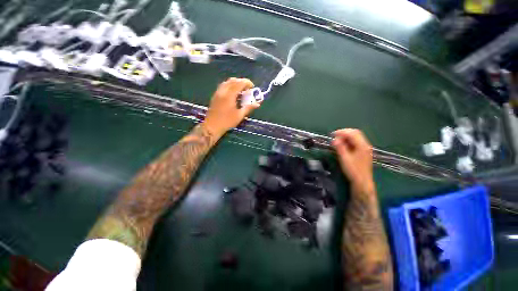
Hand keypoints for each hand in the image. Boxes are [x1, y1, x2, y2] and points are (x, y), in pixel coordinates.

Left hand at [202, 78, 258, 137]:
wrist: (212, 127)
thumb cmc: (227, 122)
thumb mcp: (239, 116)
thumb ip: (248, 108)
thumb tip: (257, 104)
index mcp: (229, 95)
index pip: (239, 83)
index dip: (247, 83)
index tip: (252, 87)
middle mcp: (223, 91)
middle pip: (233, 81)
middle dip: (241, 82)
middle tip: (248, 88)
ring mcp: (217, 93)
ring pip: (227, 82)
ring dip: (235, 83)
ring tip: (241, 90)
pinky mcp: (215, 96)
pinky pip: (223, 86)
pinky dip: (229, 86)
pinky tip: (233, 93)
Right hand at [332, 129, 374, 194]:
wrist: (362, 182)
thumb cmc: (353, 170)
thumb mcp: (344, 158)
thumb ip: (340, 147)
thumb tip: (334, 139)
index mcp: (362, 145)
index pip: (352, 133)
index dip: (341, 132)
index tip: (332, 135)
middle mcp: (365, 145)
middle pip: (355, 133)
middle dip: (344, 133)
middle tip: (334, 137)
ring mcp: (365, 148)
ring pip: (356, 137)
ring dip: (346, 137)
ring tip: (337, 141)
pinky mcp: (363, 152)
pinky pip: (356, 142)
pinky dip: (349, 141)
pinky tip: (343, 146)